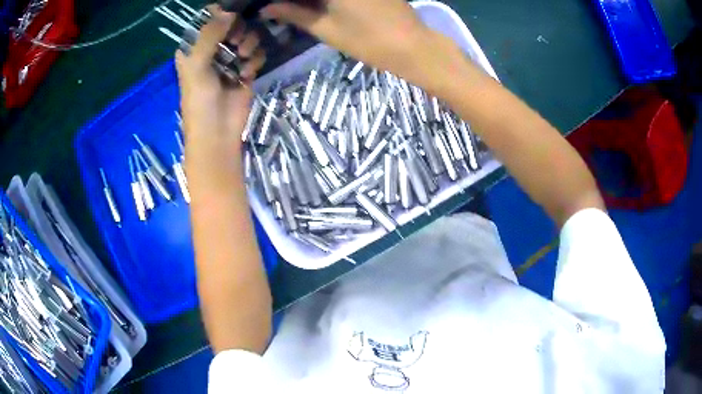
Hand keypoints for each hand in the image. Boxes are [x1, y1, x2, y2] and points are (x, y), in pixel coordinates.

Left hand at [176, 6, 265, 154]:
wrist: (217, 132)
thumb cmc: (199, 100)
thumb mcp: (197, 65)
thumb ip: (210, 35)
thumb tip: (230, 11)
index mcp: (193, 46)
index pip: (207, 17)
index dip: (220, 14)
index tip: (229, 19)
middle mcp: (211, 48)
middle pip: (231, 22)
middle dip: (237, 29)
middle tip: (236, 42)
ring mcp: (230, 58)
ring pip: (247, 35)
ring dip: (249, 44)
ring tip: (243, 58)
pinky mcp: (245, 68)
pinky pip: (257, 52)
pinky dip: (255, 60)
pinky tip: (247, 73)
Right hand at [261, 0, 461, 92]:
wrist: (413, 45)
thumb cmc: (366, 41)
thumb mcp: (324, 28)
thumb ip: (293, 13)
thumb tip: (266, 8)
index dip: (283, 0)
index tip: (272, 6)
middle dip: (296, 0)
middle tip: (284, 8)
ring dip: (311, 0)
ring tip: (300, 9)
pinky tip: (321, 5)